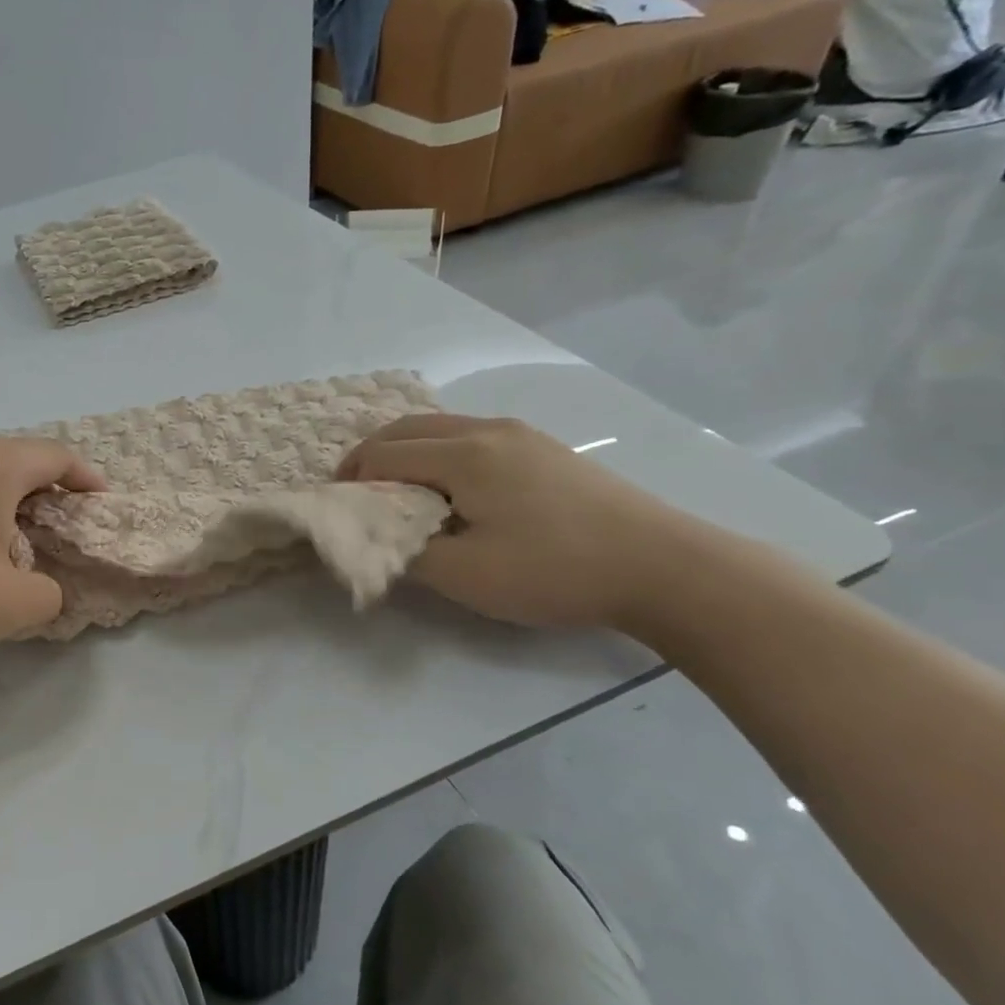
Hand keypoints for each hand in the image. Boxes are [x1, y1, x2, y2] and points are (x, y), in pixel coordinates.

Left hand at [0, 435, 102, 657]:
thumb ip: (50, 594)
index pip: (57, 456)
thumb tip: (42, 587)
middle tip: (60, 529)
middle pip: (16, 462)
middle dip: (45, 493)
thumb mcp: (12, 604)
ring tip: (11, 545)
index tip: (102, 502)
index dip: (87, 479)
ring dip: (3, 506)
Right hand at [337, 414, 715, 629]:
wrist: (665, 567)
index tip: (338, 510)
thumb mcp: (466, 575)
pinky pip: (470, 436)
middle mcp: (487, 430)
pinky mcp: (543, 448)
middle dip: (370, 456)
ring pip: (440, 428)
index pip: (383, 455)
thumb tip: (373, 541)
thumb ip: (405, 554)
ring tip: (397, 492)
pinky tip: (449, 488)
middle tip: (356, 493)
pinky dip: (439, 453)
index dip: (351, 480)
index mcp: (463, 454)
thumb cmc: (554, 570)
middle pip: (407, 428)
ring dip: (405, 452)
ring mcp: (520, 434)